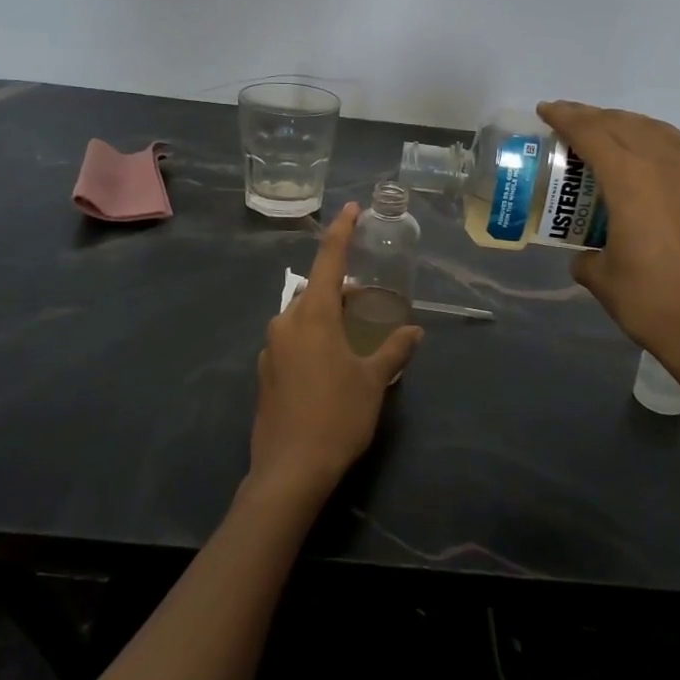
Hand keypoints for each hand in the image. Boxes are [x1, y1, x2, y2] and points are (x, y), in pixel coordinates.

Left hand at [250, 204, 424, 501]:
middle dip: (340, 289)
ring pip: (301, 317)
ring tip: (353, 334)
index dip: (342, 232)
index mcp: (313, 315)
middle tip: (367, 300)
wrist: (289, 470)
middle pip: (315, 291)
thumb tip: (414, 330)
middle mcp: (286, 322)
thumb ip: (395, 349)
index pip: (329, 260)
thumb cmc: (337, 417)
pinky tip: (329, 364)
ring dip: (326, 315)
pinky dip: (311, 338)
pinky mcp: (264, 372)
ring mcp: (270, 347)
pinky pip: (291, 340)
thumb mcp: (374, 381)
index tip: (351, 209)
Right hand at [537, 101, 679, 395]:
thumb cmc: (648, 300)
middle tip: (568, 118)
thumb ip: (586, 254)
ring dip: (627, 123)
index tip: (546, 110)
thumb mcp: (600, 277)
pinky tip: (648, 154)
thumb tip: (586, 253)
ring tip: (606, 128)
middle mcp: (665, 167)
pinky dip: (656, 140)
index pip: (593, 134)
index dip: (566, 118)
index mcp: (631, 180)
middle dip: (592, 116)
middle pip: (624, 125)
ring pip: (657, 131)